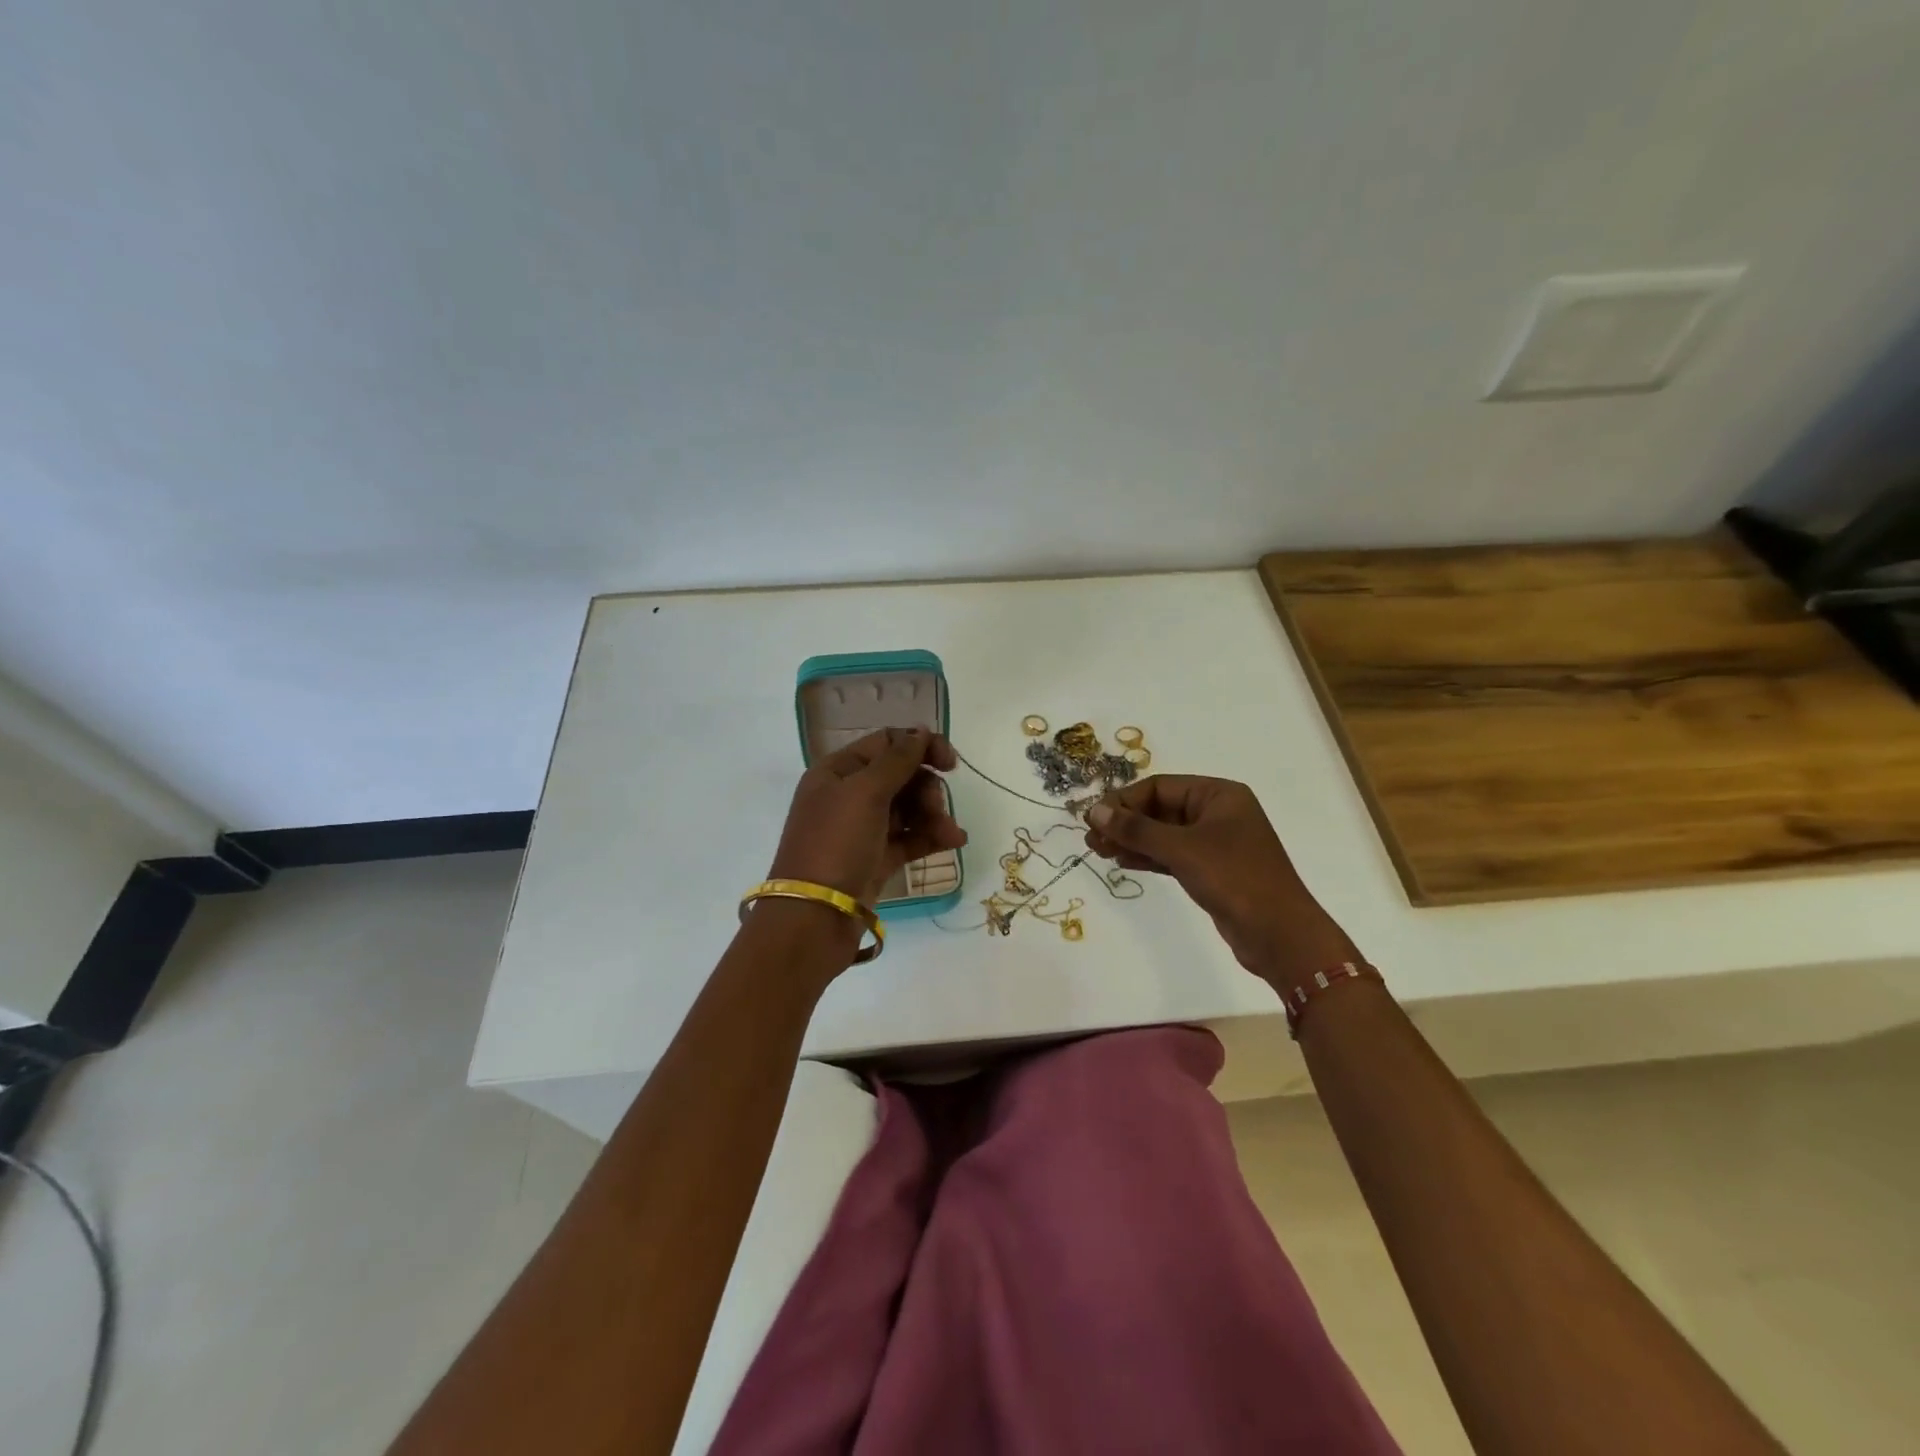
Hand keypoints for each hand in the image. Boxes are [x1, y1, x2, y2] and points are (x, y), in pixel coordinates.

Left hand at [768, 728, 968, 907]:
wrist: (815, 916)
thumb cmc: (836, 843)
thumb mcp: (865, 793)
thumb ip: (898, 760)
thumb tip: (921, 732)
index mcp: (837, 771)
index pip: (885, 743)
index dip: (919, 746)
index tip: (950, 763)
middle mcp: (848, 795)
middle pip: (900, 776)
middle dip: (926, 788)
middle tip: (936, 807)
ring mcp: (862, 829)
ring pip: (908, 808)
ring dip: (933, 815)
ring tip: (949, 833)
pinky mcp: (876, 858)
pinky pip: (909, 838)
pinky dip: (930, 837)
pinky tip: (954, 841)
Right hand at [1084, 775, 1360, 986]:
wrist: (1280, 935)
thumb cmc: (1234, 879)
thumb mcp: (1182, 849)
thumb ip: (1136, 829)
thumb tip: (1093, 810)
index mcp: (1219, 795)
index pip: (1160, 787)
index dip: (1124, 800)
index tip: (1093, 818)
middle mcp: (1218, 813)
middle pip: (1160, 809)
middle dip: (1125, 822)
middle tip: (1090, 838)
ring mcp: (1216, 843)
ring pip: (1164, 834)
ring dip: (1131, 841)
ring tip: (1097, 850)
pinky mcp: (1212, 870)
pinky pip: (1172, 855)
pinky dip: (1148, 857)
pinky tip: (1122, 862)